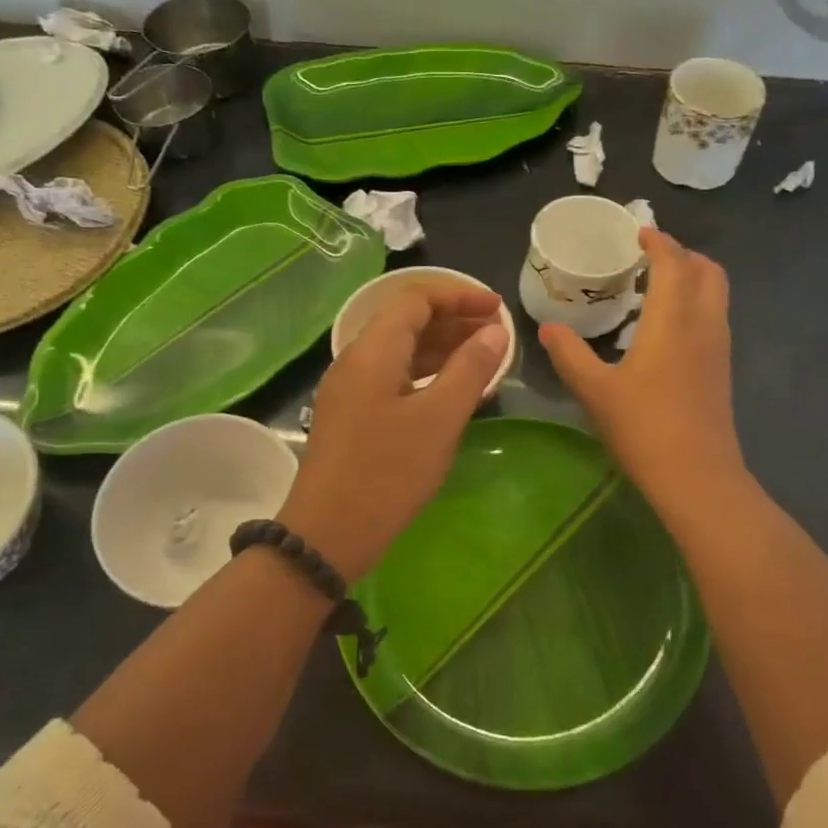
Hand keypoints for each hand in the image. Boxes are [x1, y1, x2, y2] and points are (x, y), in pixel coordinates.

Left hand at [281, 284, 507, 581]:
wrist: (328, 533)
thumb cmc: (389, 472)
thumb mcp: (440, 418)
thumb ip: (470, 368)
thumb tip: (494, 330)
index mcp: (373, 349)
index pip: (416, 298)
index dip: (459, 295)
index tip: (498, 309)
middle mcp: (355, 359)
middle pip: (406, 321)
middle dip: (453, 320)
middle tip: (496, 335)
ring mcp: (349, 388)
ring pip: (399, 351)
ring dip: (440, 348)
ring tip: (482, 360)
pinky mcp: (350, 415)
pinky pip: (392, 377)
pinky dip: (424, 375)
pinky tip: (450, 392)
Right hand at [539, 228, 746, 517]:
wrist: (696, 476)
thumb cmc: (643, 427)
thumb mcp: (594, 390)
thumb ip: (569, 354)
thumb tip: (548, 327)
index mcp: (674, 320)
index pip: (674, 263)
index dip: (659, 242)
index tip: (639, 232)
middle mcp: (704, 324)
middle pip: (708, 271)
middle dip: (683, 255)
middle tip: (650, 257)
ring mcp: (718, 348)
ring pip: (716, 295)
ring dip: (692, 279)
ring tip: (655, 287)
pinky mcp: (721, 370)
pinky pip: (713, 317)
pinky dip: (694, 304)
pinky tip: (665, 328)